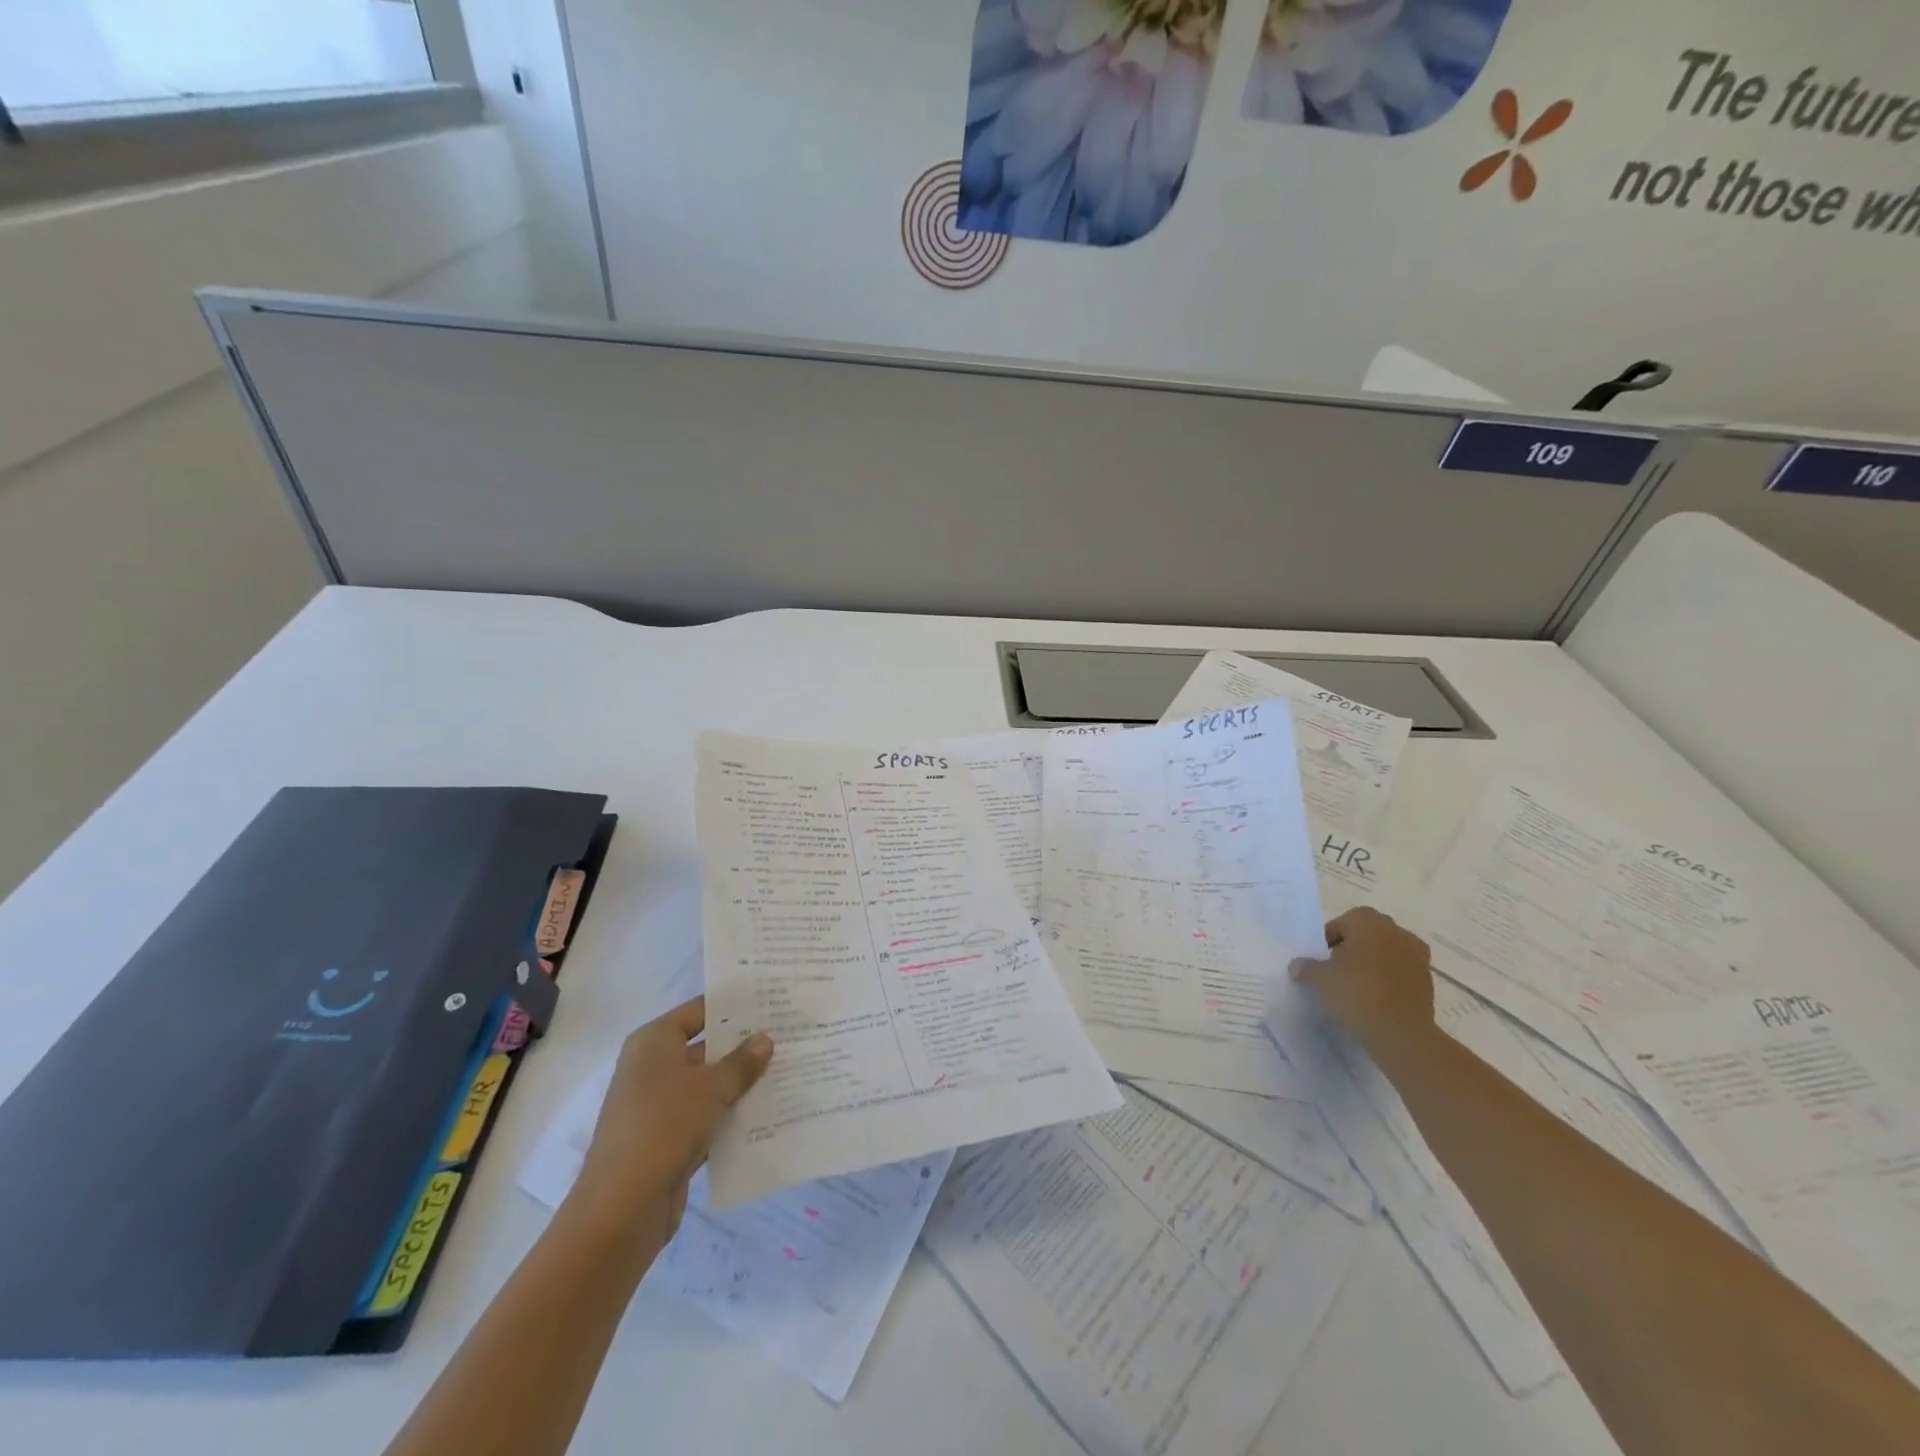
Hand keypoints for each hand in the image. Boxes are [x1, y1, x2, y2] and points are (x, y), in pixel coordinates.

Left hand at [568, 997, 772, 1246]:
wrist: (622, 1210)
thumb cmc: (664, 1126)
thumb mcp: (711, 1087)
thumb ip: (741, 1062)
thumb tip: (765, 1039)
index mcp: (654, 1042)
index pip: (700, 1010)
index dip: (734, 1005)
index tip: (771, 999)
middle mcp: (652, 1068)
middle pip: (705, 1047)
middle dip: (744, 1046)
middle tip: (788, 1035)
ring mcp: (658, 1106)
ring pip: (708, 1085)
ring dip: (740, 1083)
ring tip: (787, 1070)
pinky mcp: (667, 1140)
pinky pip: (706, 1117)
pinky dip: (730, 1115)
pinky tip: (767, 1112)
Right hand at [1290, 907, 1435, 1048]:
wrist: (1401, 1033)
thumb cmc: (1356, 992)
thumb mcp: (1319, 979)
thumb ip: (1306, 967)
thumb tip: (1297, 966)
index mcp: (1369, 922)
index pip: (1343, 921)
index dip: (1329, 937)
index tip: (1321, 958)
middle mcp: (1397, 932)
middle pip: (1369, 933)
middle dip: (1353, 947)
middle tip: (1337, 968)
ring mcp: (1418, 957)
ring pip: (1388, 952)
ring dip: (1374, 963)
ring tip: (1357, 985)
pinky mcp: (1428, 982)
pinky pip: (1401, 973)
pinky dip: (1389, 980)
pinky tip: (1375, 999)